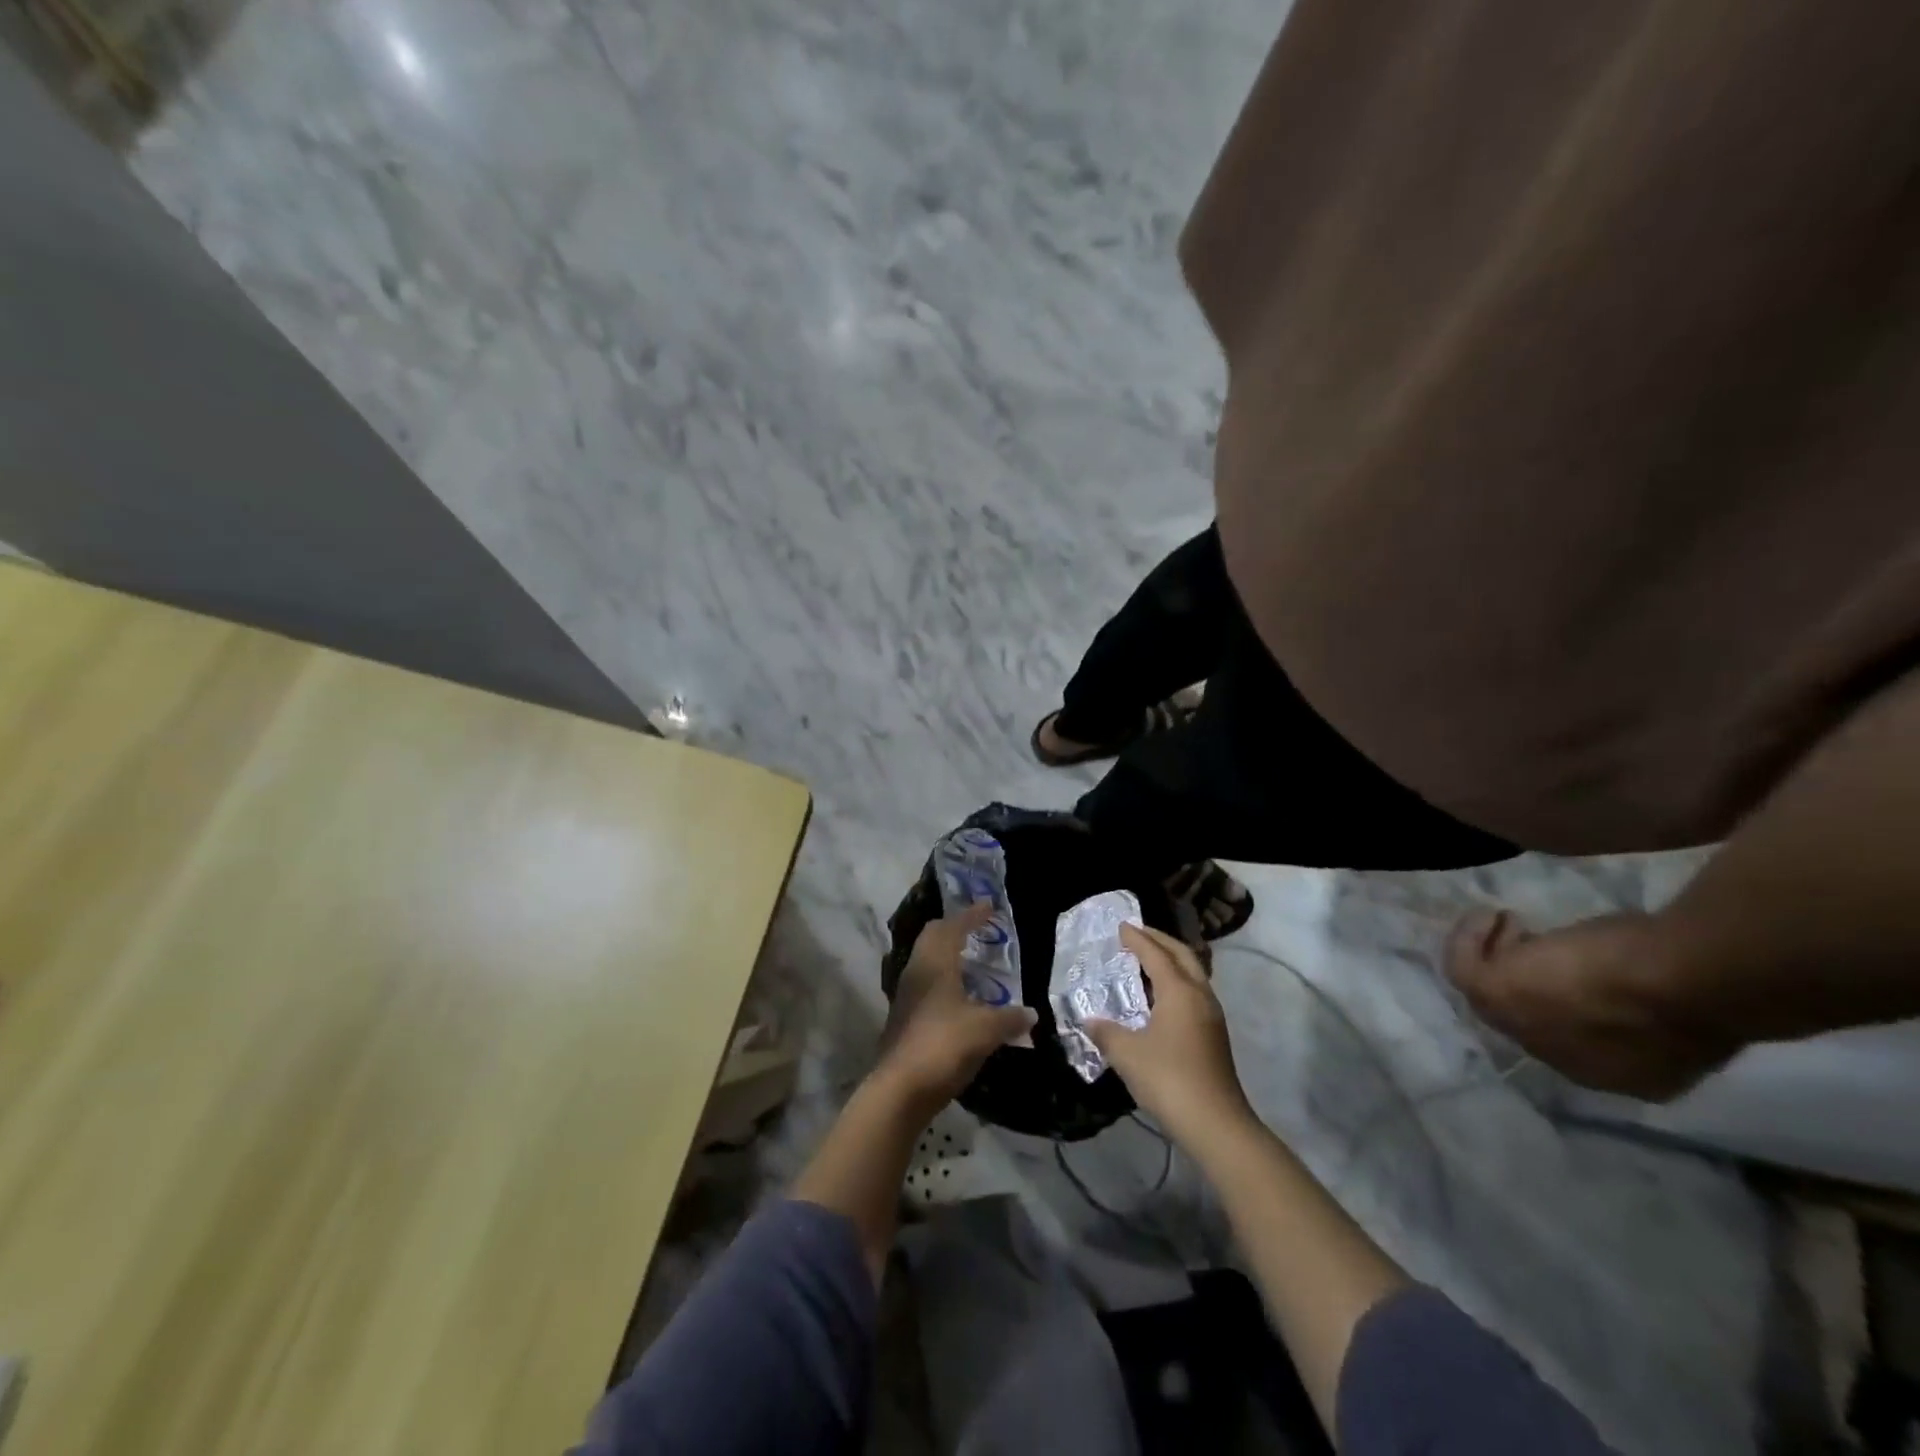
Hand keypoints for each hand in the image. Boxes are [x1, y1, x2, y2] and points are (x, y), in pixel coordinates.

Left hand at [877, 903, 1036, 1110]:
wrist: (900, 1090)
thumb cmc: (943, 1045)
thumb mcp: (985, 1030)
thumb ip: (1010, 1018)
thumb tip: (1031, 1014)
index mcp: (934, 963)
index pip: (953, 927)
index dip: (972, 915)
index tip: (989, 906)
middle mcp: (916, 971)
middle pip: (933, 937)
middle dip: (955, 928)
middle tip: (978, 929)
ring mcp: (906, 995)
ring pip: (926, 961)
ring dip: (947, 955)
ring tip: (972, 962)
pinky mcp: (904, 1017)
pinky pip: (925, 984)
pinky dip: (944, 979)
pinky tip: (961, 997)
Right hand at [1086, 922, 1254, 1146]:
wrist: (1216, 1124)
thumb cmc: (1169, 1079)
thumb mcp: (1127, 1054)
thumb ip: (1106, 1032)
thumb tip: (1090, 1021)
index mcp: (1179, 991)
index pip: (1156, 954)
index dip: (1138, 939)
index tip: (1121, 926)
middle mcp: (1199, 995)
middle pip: (1182, 955)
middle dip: (1160, 941)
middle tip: (1138, 934)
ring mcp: (1212, 1016)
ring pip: (1193, 974)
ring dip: (1172, 961)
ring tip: (1148, 961)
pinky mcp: (1215, 1035)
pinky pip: (1194, 993)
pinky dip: (1177, 982)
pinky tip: (1161, 997)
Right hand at [1446, 909, 1740, 1099]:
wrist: (1684, 982)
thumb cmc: (1697, 983)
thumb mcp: (1677, 998)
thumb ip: (1647, 1002)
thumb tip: (1633, 989)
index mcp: (1622, 1072)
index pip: (1576, 1033)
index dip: (1567, 993)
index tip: (1573, 956)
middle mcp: (1565, 1061)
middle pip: (1529, 1017)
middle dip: (1525, 977)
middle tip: (1531, 937)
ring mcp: (1524, 1030)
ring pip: (1488, 994)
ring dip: (1493, 955)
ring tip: (1505, 923)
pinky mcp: (1493, 995)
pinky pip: (1464, 967)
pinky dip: (1469, 939)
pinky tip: (1489, 915)